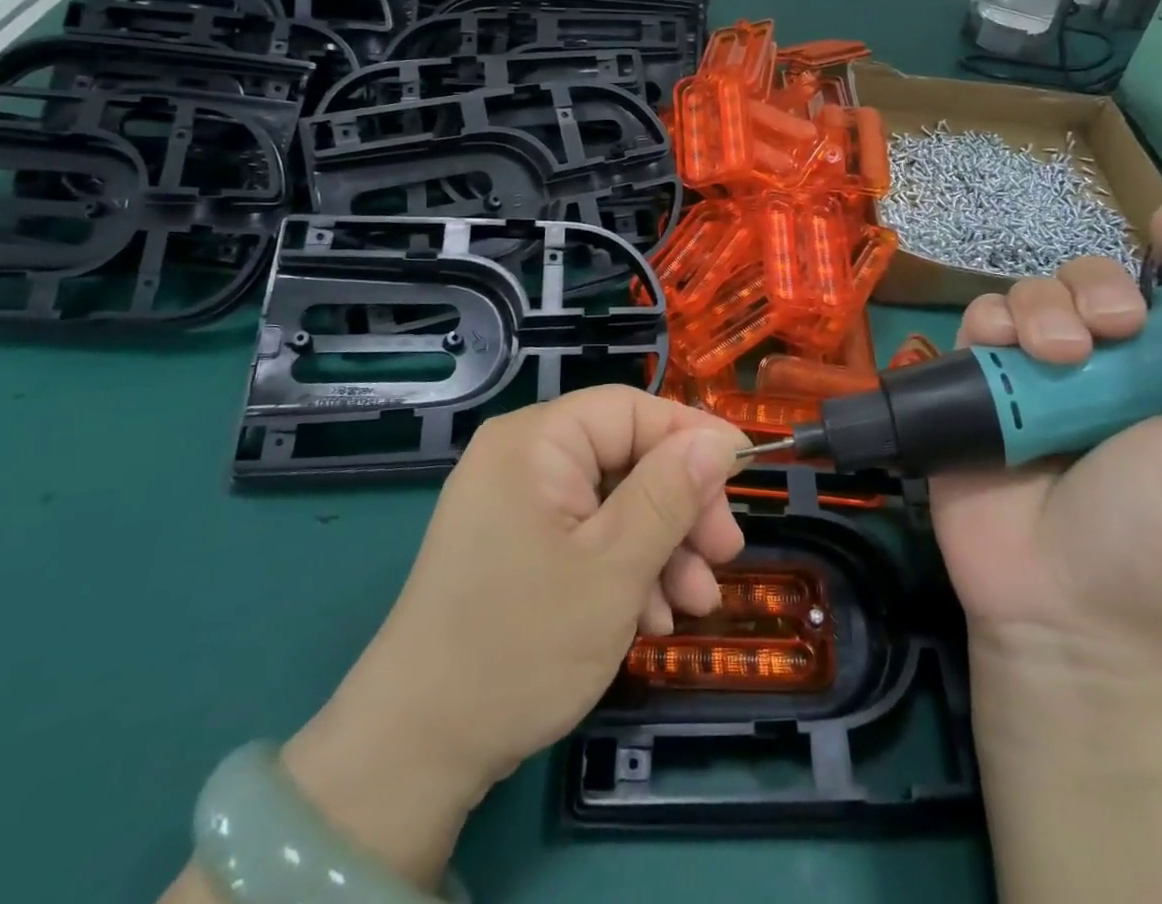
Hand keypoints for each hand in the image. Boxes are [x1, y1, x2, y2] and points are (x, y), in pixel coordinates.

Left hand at [281, 388, 745, 886]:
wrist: (416, 751)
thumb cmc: (522, 645)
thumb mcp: (614, 567)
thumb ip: (671, 494)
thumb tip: (720, 441)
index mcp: (537, 441)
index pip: (631, 409)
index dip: (692, 436)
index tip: (745, 473)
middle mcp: (523, 458)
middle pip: (625, 456)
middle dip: (680, 506)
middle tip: (725, 555)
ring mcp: (516, 503)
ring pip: (613, 501)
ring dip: (661, 546)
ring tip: (695, 603)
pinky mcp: (516, 544)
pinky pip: (585, 534)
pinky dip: (625, 567)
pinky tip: (652, 618)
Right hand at [931, 200, 1161, 696]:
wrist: (1063, 620)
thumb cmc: (1159, 545)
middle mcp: (1101, 369)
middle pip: (1091, 281)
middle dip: (1096, 288)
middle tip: (1109, 334)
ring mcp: (1033, 378)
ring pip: (1029, 294)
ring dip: (1041, 307)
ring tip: (1051, 357)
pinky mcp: (976, 390)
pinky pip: (975, 327)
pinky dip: (986, 325)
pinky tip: (998, 353)